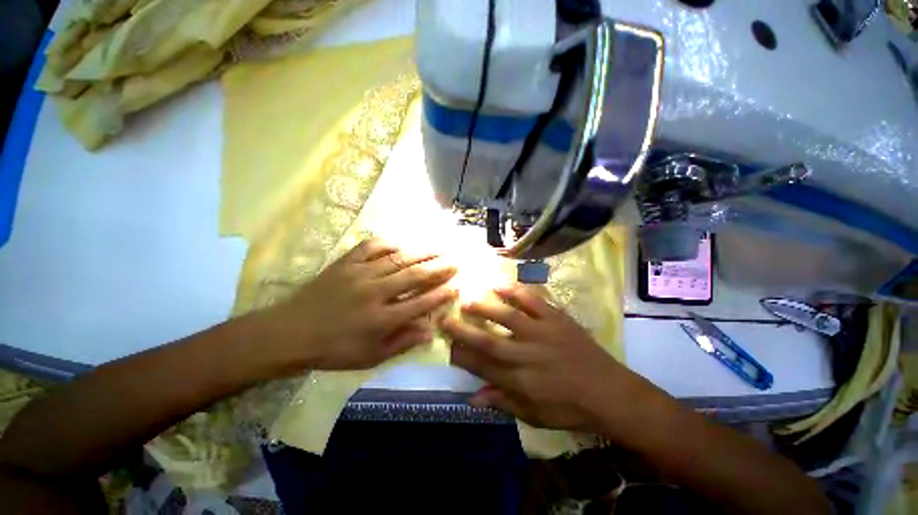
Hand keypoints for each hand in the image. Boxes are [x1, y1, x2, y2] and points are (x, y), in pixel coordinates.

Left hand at [261, 238, 457, 370]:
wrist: (289, 332)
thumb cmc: (333, 349)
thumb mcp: (369, 357)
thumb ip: (401, 343)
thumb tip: (430, 332)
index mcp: (381, 318)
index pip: (421, 303)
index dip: (441, 294)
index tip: (456, 286)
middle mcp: (375, 292)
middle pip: (414, 276)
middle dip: (439, 268)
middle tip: (455, 262)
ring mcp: (360, 273)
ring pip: (398, 259)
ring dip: (421, 253)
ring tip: (438, 249)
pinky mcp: (346, 262)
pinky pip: (372, 246)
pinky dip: (390, 243)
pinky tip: (402, 243)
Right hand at [441, 285, 665, 435]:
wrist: (611, 392)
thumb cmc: (570, 408)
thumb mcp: (535, 416)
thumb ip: (502, 403)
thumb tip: (471, 398)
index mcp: (521, 381)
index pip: (483, 367)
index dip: (461, 356)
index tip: (446, 345)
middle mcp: (527, 355)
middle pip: (489, 342)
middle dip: (463, 331)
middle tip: (444, 318)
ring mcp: (543, 333)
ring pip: (508, 318)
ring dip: (485, 308)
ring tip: (466, 300)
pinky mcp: (557, 319)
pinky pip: (534, 302)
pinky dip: (516, 292)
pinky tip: (500, 285)